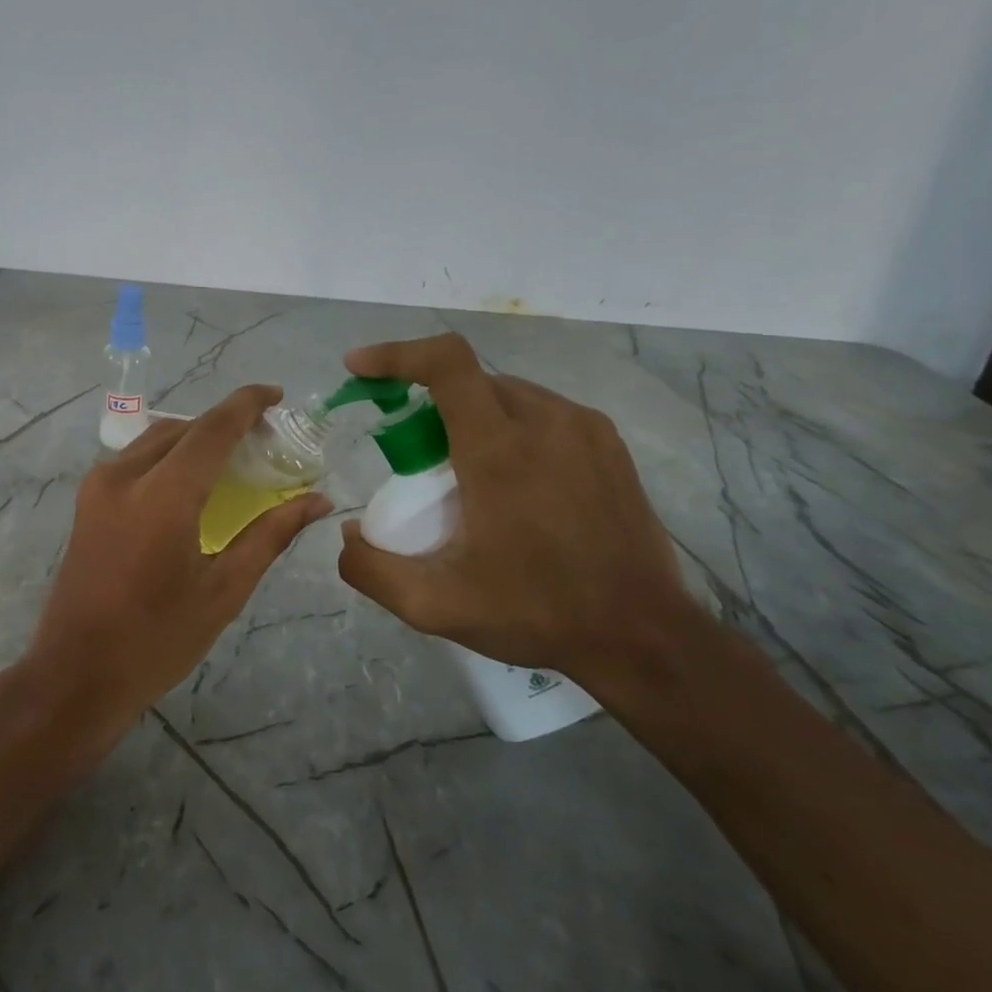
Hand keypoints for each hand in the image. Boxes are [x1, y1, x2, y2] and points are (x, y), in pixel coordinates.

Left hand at [24, 385, 331, 736]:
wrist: (76, 674)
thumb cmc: (157, 639)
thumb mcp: (223, 590)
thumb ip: (270, 535)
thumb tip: (317, 501)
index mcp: (162, 494)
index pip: (212, 428)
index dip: (247, 404)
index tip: (277, 396)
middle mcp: (124, 475)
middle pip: (183, 428)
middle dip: (225, 423)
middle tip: (265, 440)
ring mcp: (97, 486)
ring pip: (155, 439)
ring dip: (194, 438)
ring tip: (232, 458)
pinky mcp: (86, 501)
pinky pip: (134, 459)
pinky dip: (168, 455)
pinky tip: (190, 481)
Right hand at [336, 334, 693, 690]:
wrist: (641, 636)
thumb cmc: (535, 613)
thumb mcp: (434, 605)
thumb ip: (371, 568)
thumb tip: (350, 535)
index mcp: (499, 450)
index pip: (446, 363)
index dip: (396, 354)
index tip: (359, 368)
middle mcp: (545, 422)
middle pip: (469, 380)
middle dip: (427, 403)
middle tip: (412, 457)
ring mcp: (584, 429)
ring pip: (506, 394)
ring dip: (468, 415)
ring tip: (463, 474)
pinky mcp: (608, 444)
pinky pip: (542, 413)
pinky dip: (508, 427)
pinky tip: (510, 481)